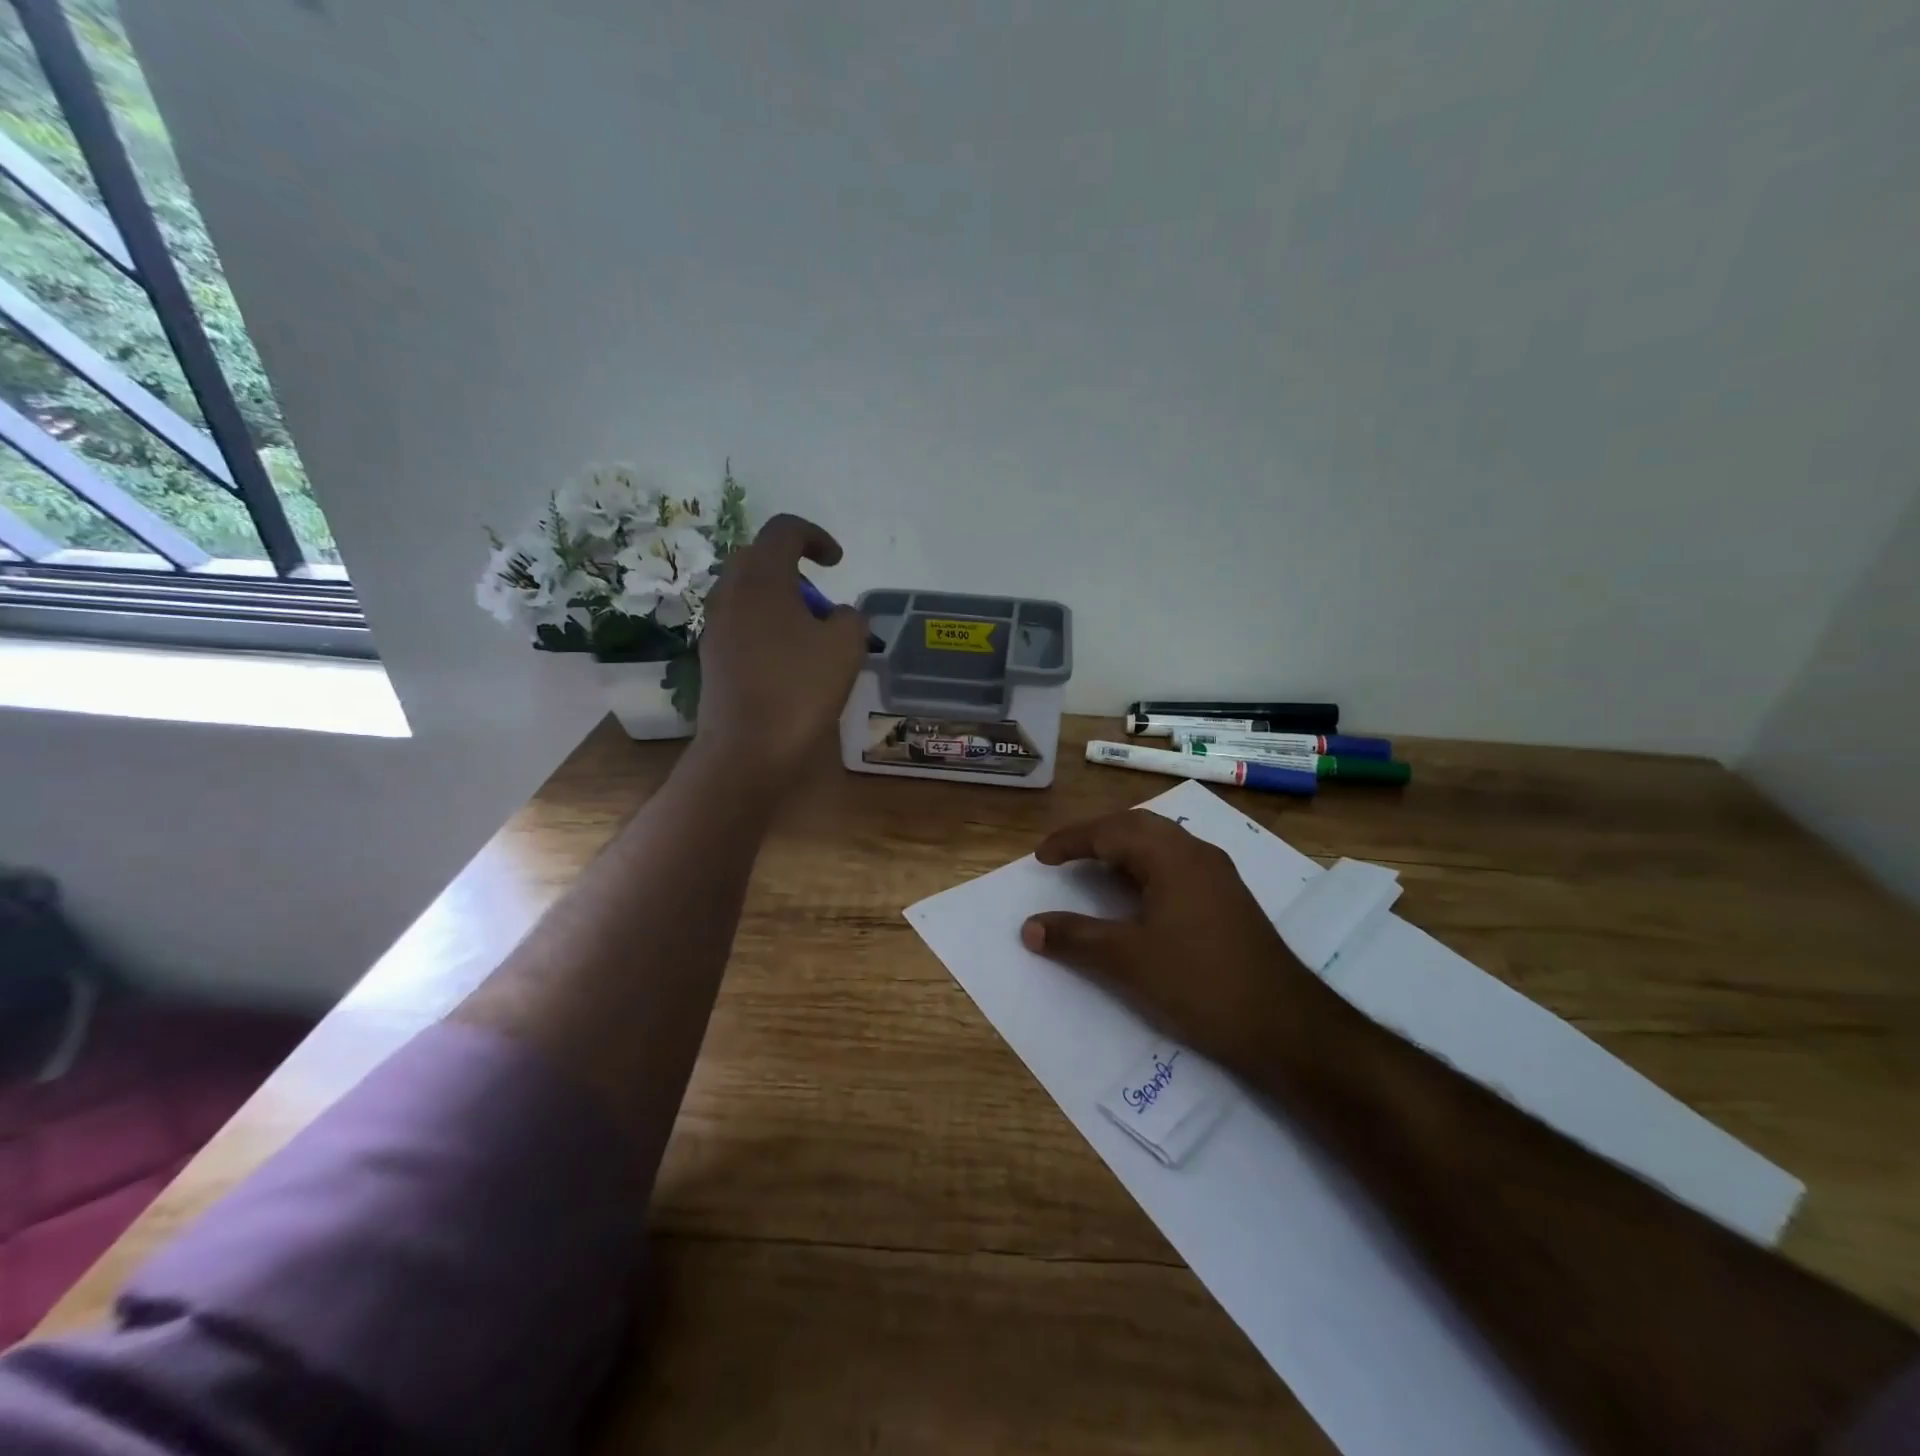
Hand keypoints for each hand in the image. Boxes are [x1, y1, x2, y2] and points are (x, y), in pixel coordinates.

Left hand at [695, 514, 867, 774]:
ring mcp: (715, 625)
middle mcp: (730, 592)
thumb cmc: (800, 689)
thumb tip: (836, 616)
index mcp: (762, 578)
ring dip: (778, 599)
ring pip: (746, 592)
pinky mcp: (712, 656)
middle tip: (820, 601)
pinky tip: (787, 659)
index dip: (816, 537)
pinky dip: (765, 625)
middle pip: (759, 557)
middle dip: (793, 569)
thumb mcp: (846, 647)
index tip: (837, 563)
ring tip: (808, 633)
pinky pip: (740, 622)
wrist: (747, 749)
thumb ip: (849, 618)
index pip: (784, 530)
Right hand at [1021, 810, 1326, 1075]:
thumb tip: (1029, 928)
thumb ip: (1075, 938)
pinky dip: (1144, 867)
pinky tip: (1136, 894)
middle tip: (1064, 855)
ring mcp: (1217, 874)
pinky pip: (1176, 863)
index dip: (1071, 841)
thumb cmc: (1200, 983)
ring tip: (1093, 868)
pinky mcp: (1227, 898)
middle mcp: (1196, 853)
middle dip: (1096, 835)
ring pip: (1160, 842)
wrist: (1284, 1025)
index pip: (1110, 832)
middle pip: (1136, 826)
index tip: (1041, 858)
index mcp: (1172, 857)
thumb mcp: (1128, 960)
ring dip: (1122, 848)